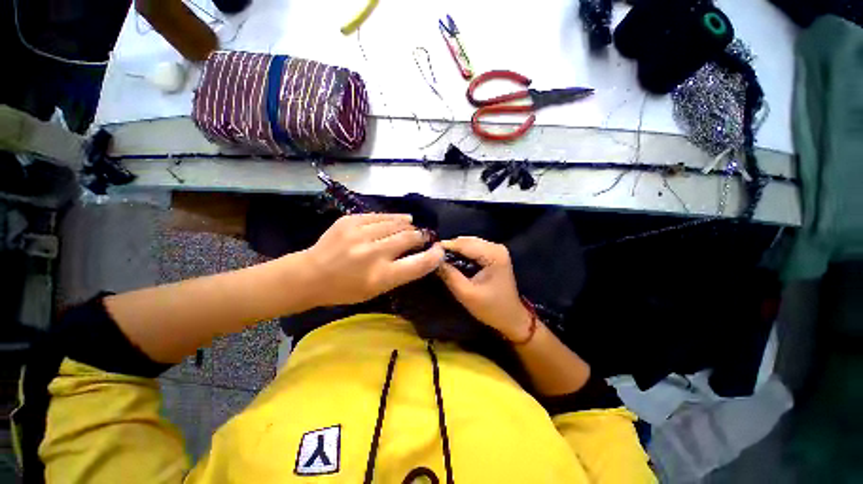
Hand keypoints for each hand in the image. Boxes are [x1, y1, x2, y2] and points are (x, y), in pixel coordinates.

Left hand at [303, 213, 443, 306]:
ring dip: (408, 225)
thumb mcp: (376, 290)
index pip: (418, 264)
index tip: (440, 250)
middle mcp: (373, 254)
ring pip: (396, 223)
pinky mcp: (350, 220)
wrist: (310, 274)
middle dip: (421, 236)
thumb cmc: (345, 289)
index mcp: (380, 277)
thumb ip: (399, 273)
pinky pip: (380, 216)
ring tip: (413, 226)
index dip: (434, 256)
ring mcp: (360, 234)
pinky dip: (393, 218)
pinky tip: (400, 219)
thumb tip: (419, 255)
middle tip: (424, 237)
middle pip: (409, 238)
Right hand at [438, 237, 531, 340]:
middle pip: (466, 241)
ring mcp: (496, 249)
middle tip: (432, 256)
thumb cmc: (491, 308)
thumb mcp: (466, 294)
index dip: (445, 246)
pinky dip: (462, 252)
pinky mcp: (494, 254)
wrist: (511, 317)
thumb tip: (434, 261)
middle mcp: (496, 247)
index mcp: (493, 255)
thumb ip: (449, 275)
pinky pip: (474, 248)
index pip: (464, 244)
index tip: (428, 251)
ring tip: (440, 258)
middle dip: (449, 248)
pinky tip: (453, 260)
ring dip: (455, 249)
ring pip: (469, 243)